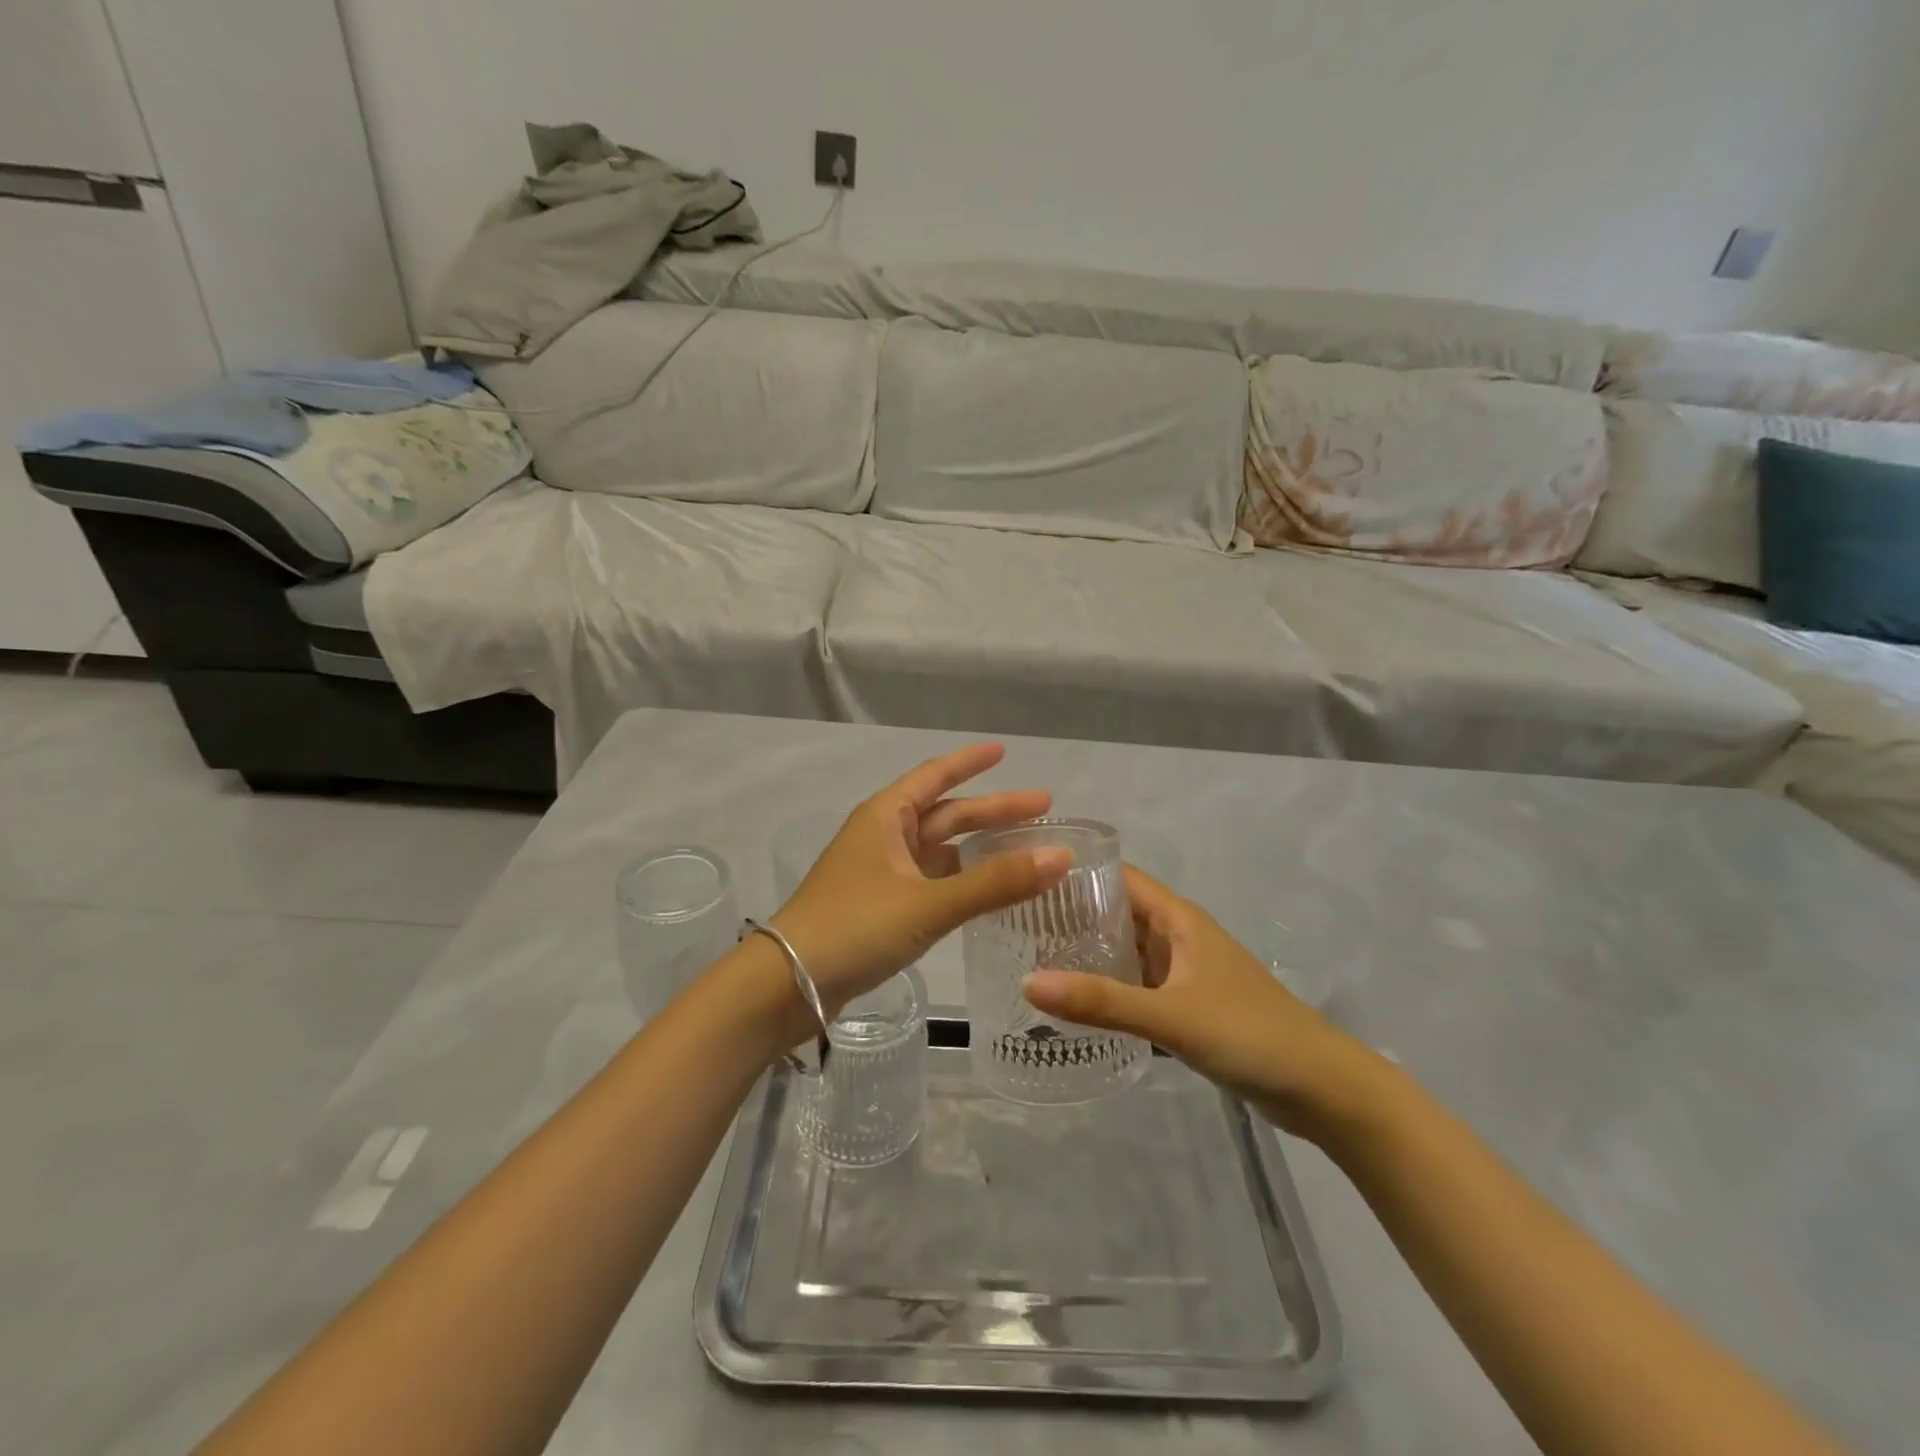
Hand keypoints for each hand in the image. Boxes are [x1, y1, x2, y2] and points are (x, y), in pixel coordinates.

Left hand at [771, 744, 1072, 1017]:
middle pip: (946, 814)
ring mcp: (880, 873)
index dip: (970, 763)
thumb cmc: (855, 927)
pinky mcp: (880, 906)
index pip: (936, 776)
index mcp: (886, 816)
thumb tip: (1062, 855)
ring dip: (979, 848)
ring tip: (1025, 850)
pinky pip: (931, 881)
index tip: (1004, 751)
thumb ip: (995, 883)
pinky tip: (987, 890)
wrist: (788, 984)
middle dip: (992, 811)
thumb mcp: (929, 903)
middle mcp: (883, 836)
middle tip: (1043, 809)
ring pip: (940, 850)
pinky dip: (961, 880)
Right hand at [1024, 867, 1385, 1140]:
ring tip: (1031, 962)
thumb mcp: (1171, 1016)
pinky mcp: (1189, 1006)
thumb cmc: (1250, 1033)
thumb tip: (1028, 982)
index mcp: (1179, 919)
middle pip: (1117, 914)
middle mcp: (1179, 937)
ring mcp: (1185, 973)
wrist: (1322, 1088)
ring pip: (1127, 953)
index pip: (1118, 878)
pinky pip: (1138, 987)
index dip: (1076, 873)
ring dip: (1089, 956)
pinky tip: (1075, 1006)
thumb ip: (1102, 1002)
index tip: (1025, 880)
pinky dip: (1110, 991)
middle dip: (1072, 918)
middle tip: (1014, 928)